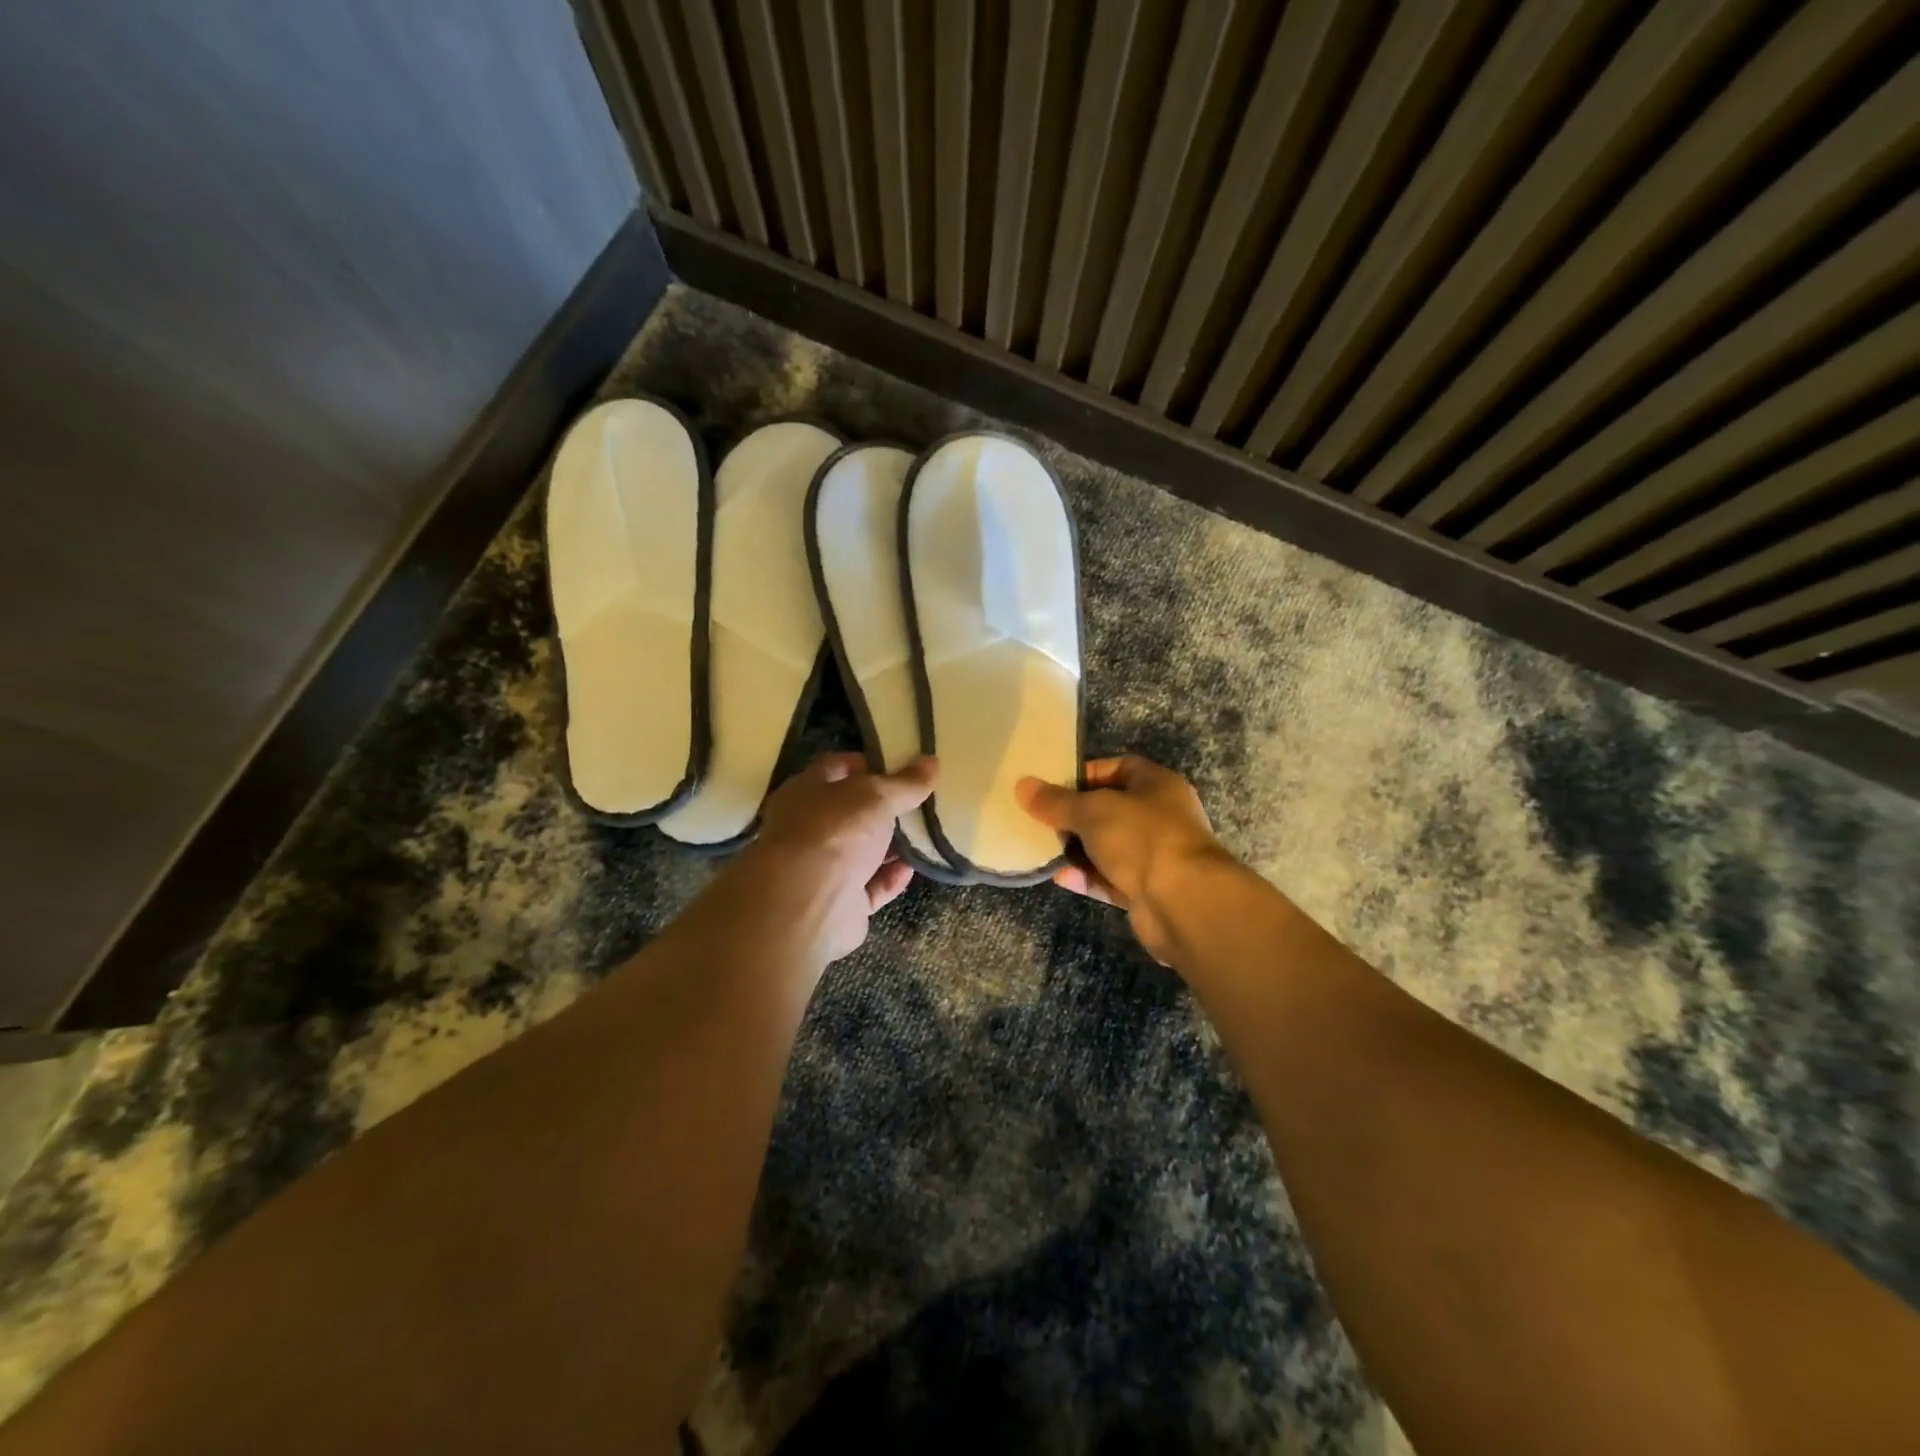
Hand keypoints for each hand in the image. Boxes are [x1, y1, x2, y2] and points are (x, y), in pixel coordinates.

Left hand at [731, 752, 937, 964]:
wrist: (808, 905)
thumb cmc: (836, 832)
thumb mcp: (877, 796)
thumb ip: (906, 782)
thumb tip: (931, 761)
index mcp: (807, 791)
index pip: (838, 768)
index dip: (870, 764)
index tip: (905, 766)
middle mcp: (809, 828)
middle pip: (853, 812)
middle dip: (886, 808)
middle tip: (922, 802)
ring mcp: (822, 868)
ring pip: (862, 851)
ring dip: (892, 846)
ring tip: (927, 835)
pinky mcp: (838, 904)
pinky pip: (870, 886)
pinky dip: (890, 878)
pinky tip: (912, 869)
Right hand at [1017, 756, 1232, 962]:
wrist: (1184, 903)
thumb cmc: (1142, 838)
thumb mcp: (1093, 811)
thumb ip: (1057, 801)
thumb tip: (1023, 785)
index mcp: (1157, 785)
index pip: (1118, 768)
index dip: (1086, 774)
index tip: (1053, 785)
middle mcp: (1160, 817)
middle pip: (1111, 809)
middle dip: (1076, 815)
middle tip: (1041, 819)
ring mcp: (1155, 856)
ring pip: (1109, 846)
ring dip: (1079, 849)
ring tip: (1043, 848)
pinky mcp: (1147, 890)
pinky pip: (1111, 878)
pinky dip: (1087, 877)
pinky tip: (1060, 877)